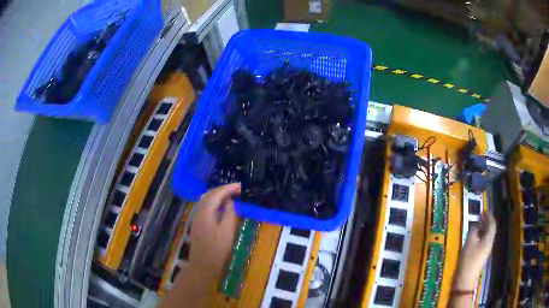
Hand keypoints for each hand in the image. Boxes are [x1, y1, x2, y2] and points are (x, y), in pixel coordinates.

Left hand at [189, 183, 240, 278]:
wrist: (203, 265)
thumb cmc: (218, 249)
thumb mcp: (228, 231)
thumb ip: (229, 213)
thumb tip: (229, 201)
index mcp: (205, 212)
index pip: (216, 194)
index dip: (228, 188)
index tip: (239, 186)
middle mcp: (198, 212)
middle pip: (208, 195)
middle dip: (222, 189)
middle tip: (236, 189)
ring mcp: (196, 218)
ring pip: (205, 200)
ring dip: (217, 195)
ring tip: (230, 195)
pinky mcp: (197, 224)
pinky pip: (204, 207)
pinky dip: (213, 202)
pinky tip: (221, 206)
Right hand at [454, 211, 495, 288]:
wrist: (465, 279)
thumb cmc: (468, 260)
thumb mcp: (469, 243)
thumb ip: (473, 231)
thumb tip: (475, 223)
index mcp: (489, 239)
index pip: (492, 224)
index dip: (489, 216)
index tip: (484, 210)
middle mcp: (489, 243)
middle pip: (490, 230)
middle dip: (486, 222)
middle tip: (480, 216)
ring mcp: (485, 250)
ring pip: (487, 236)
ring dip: (483, 228)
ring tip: (477, 224)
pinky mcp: (481, 255)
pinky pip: (483, 241)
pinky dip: (481, 236)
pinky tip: (475, 237)